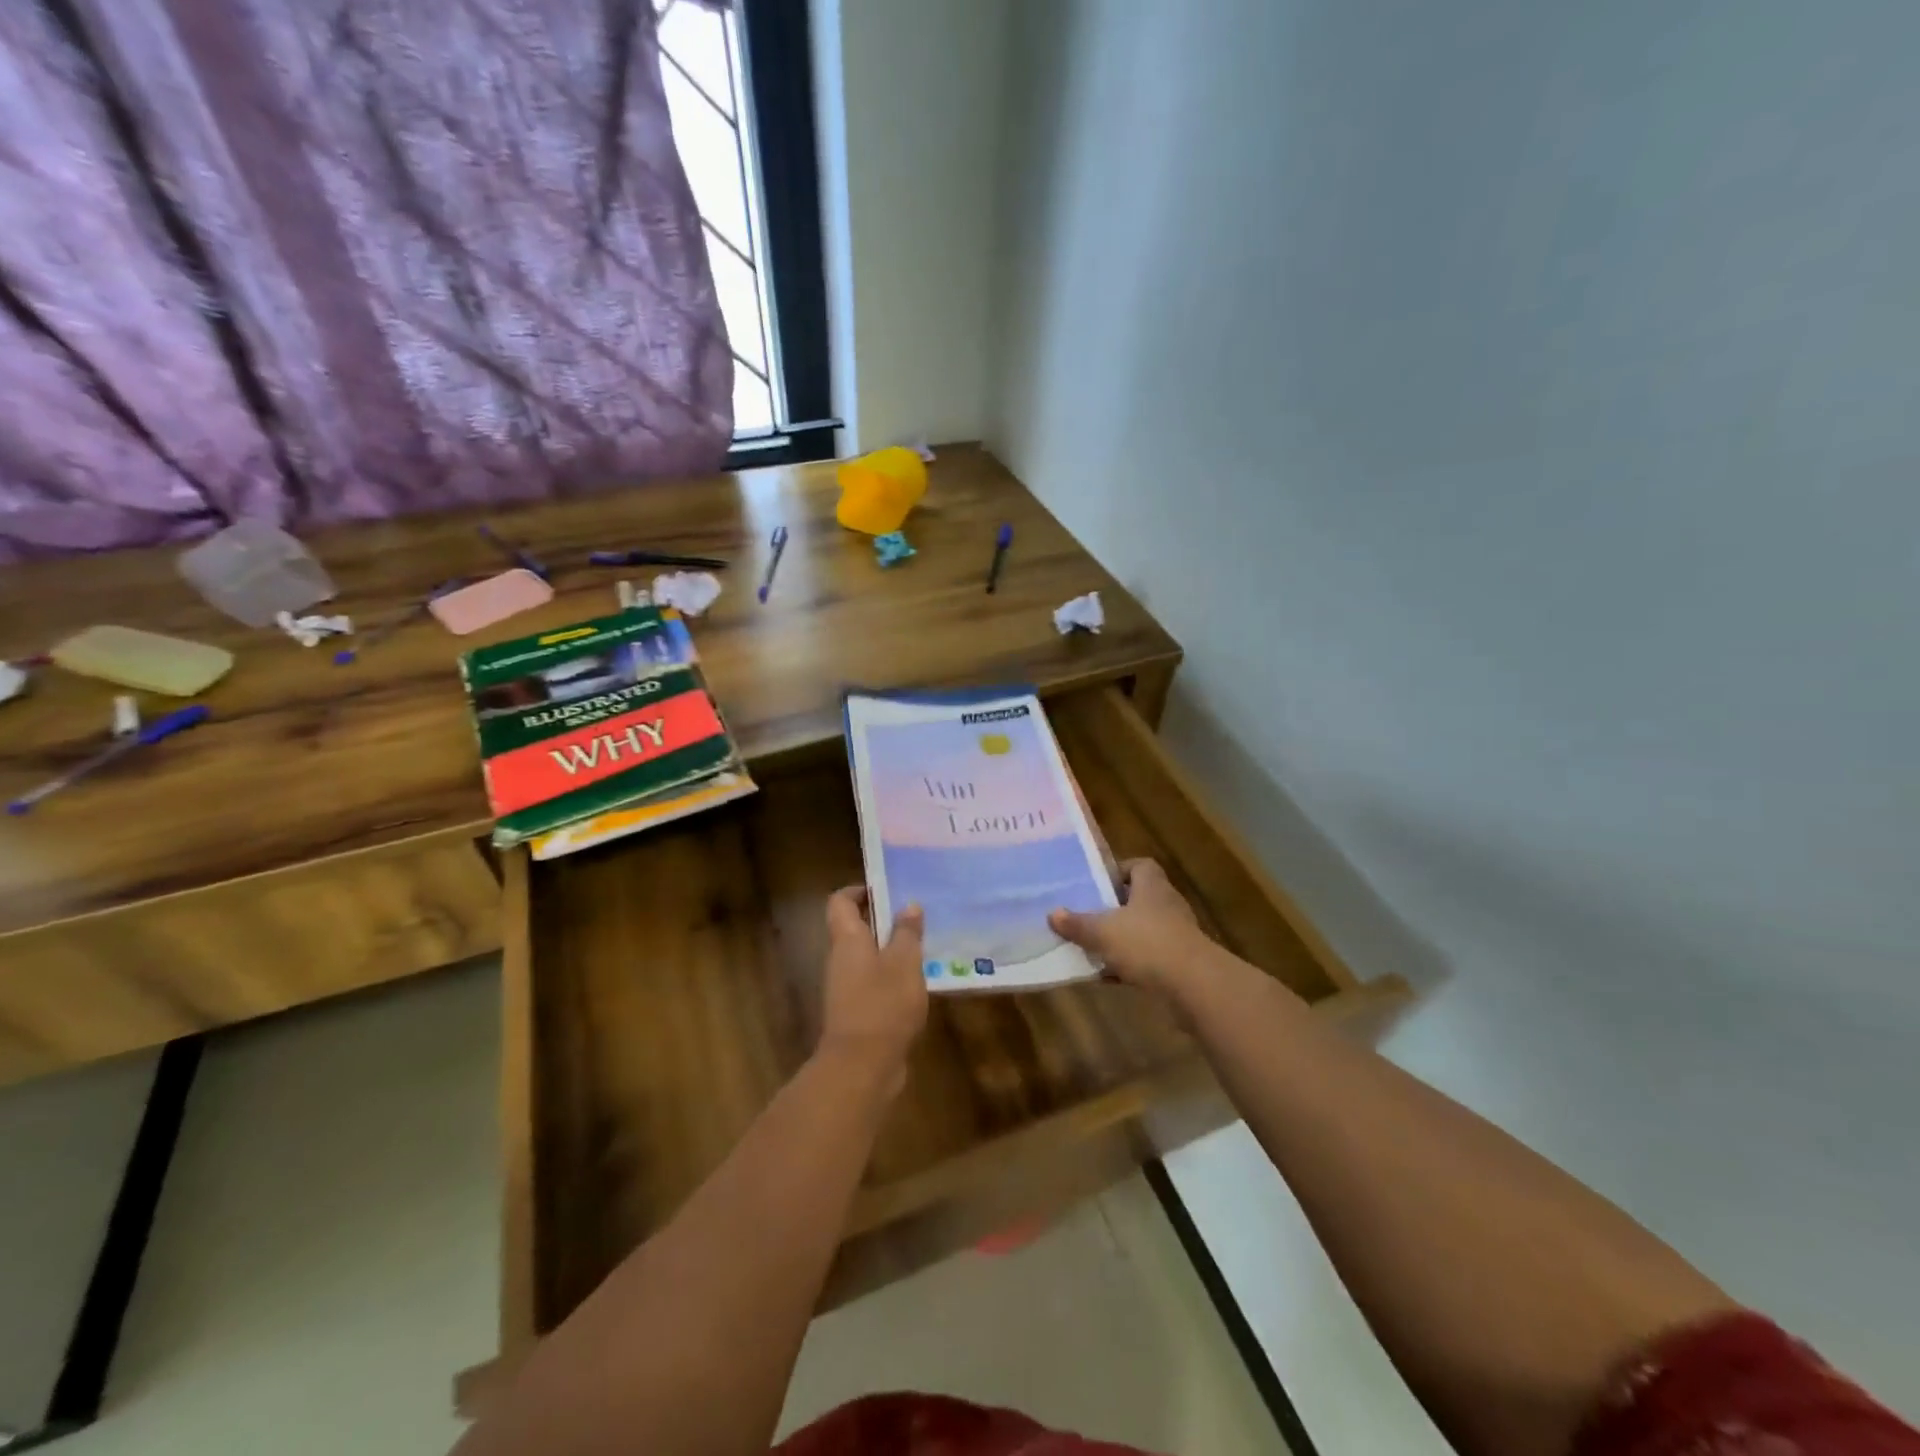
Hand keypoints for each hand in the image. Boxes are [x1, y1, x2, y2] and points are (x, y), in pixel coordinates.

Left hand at [819, 887, 927, 1090]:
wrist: (862, 1068)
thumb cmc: (882, 1005)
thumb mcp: (904, 962)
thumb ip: (907, 933)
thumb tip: (909, 905)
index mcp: (848, 941)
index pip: (840, 903)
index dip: (858, 891)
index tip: (886, 888)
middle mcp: (842, 961)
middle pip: (856, 929)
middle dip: (884, 920)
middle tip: (917, 915)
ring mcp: (848, 989)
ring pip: (869, 958)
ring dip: (892, 951)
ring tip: (926, 946)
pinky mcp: (859, 1014)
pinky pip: (876, 984)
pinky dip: (894, 978)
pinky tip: (921, 983)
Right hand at [1050, 859, 1212, 1001]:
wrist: (1194, 985)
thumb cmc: (1147, 943)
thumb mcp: (1103, 932)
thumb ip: (1078, 924)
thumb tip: (1053, 914)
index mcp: (1151, 886)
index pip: (1139, 866)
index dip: (1119, 871)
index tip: (1097, 884)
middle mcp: (1166, 904)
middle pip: (1138, 899)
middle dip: (1114, 909)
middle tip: (1087, 915)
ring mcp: (1176, 934)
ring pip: (1143, 930)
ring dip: (1121, 938)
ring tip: (1092, 946)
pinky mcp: (1180, 962)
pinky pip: (1149, 958)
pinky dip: (1130, 965)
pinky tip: (1108, 977)